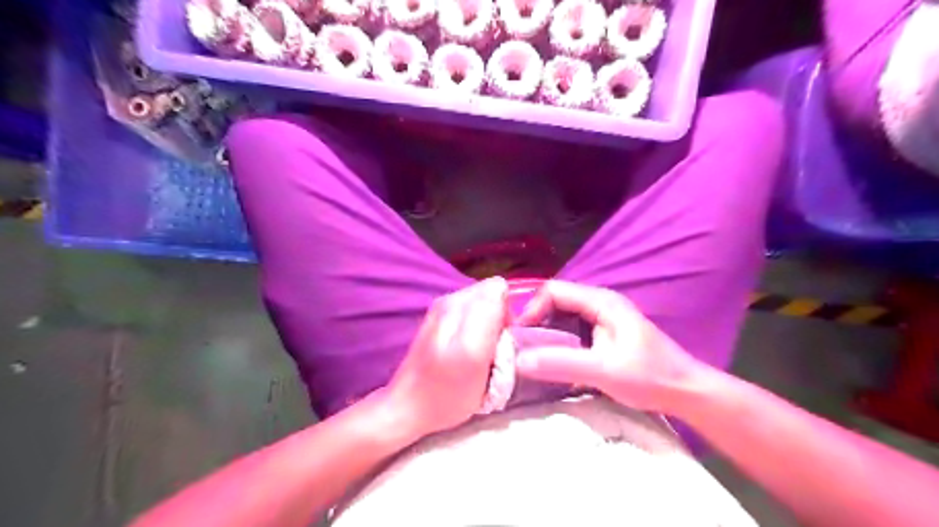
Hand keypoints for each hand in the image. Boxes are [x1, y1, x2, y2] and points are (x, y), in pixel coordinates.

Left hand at [387, 275, 511, 435]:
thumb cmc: (446, 390)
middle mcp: (449, 300)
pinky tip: (468, 356)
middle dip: (498, 322)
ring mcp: (443, 311)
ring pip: (483, 310)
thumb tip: (501, 287)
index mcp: (458, 303)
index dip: (507, 313)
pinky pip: (472, 321)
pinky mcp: (440, 324)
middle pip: (491, 298)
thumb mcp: (475, 354)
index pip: (499, 289)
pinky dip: (477, 336)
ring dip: (489, 331)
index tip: (501, 340)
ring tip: (480, 357)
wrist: (409, 408)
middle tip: (491, 353)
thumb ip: (488, 315)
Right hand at [516, 279, 707, 414]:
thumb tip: (518, 360)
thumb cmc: (650, 378)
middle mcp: (599, 303)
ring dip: (544, 334)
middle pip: (554, 302)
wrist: (686, 392)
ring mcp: (601, 318)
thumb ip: (561, 363)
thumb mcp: (604, 371)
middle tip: (520, 350)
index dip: (531, 310)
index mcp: (601, 301)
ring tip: (531, 357)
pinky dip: (556, 343)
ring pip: (561, 317)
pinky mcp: (602, 334)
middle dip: (535, 323)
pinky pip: (570, 331)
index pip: (553, 291)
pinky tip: (551, 362)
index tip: (519, 339)